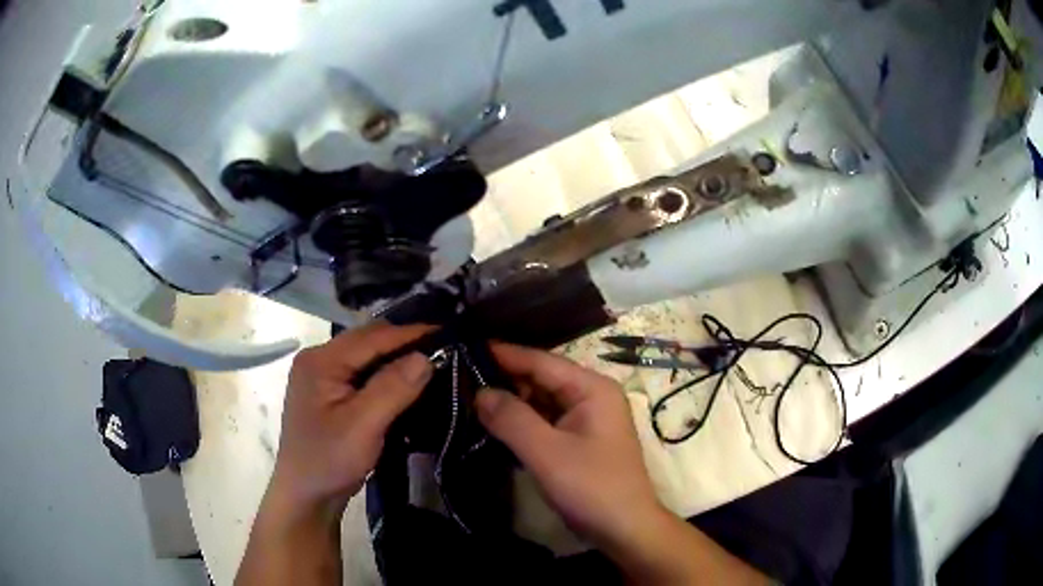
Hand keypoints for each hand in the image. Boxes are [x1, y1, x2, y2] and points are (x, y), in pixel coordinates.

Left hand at [268, 322, 432, 519]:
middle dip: (405, 344)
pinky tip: (407, 383)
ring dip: (397, 359)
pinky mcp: (330, 393)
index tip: (449, 333)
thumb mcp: (363, 426)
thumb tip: (425, 356)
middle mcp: (319, 359)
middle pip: (369, 341)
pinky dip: (386, 375)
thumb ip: (393, 388)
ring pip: (368, 357)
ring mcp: (323, 376)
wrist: (307, 496)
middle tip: (445, 350)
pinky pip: (363, 374)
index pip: (372, 337)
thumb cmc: (329, 461)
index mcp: (321, 361)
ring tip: (432, 364)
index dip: (411, 333)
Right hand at [475, 343, 661, 552]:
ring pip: (539, 402)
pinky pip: (543, 422)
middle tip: (458, 378)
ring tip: (466, 398)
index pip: (540, 361)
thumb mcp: (547, 453)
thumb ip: (511, 419)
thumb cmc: (592, 487)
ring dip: (509, 403)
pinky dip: (520, 423)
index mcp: (591, 388)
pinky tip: (491, 424)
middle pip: (540, 379)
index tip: (464, 347)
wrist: (625, 530)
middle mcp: (590, 396)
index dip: (503, 354)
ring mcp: (585, 420)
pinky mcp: (577, 441)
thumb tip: (478, 392)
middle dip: (502, 379)